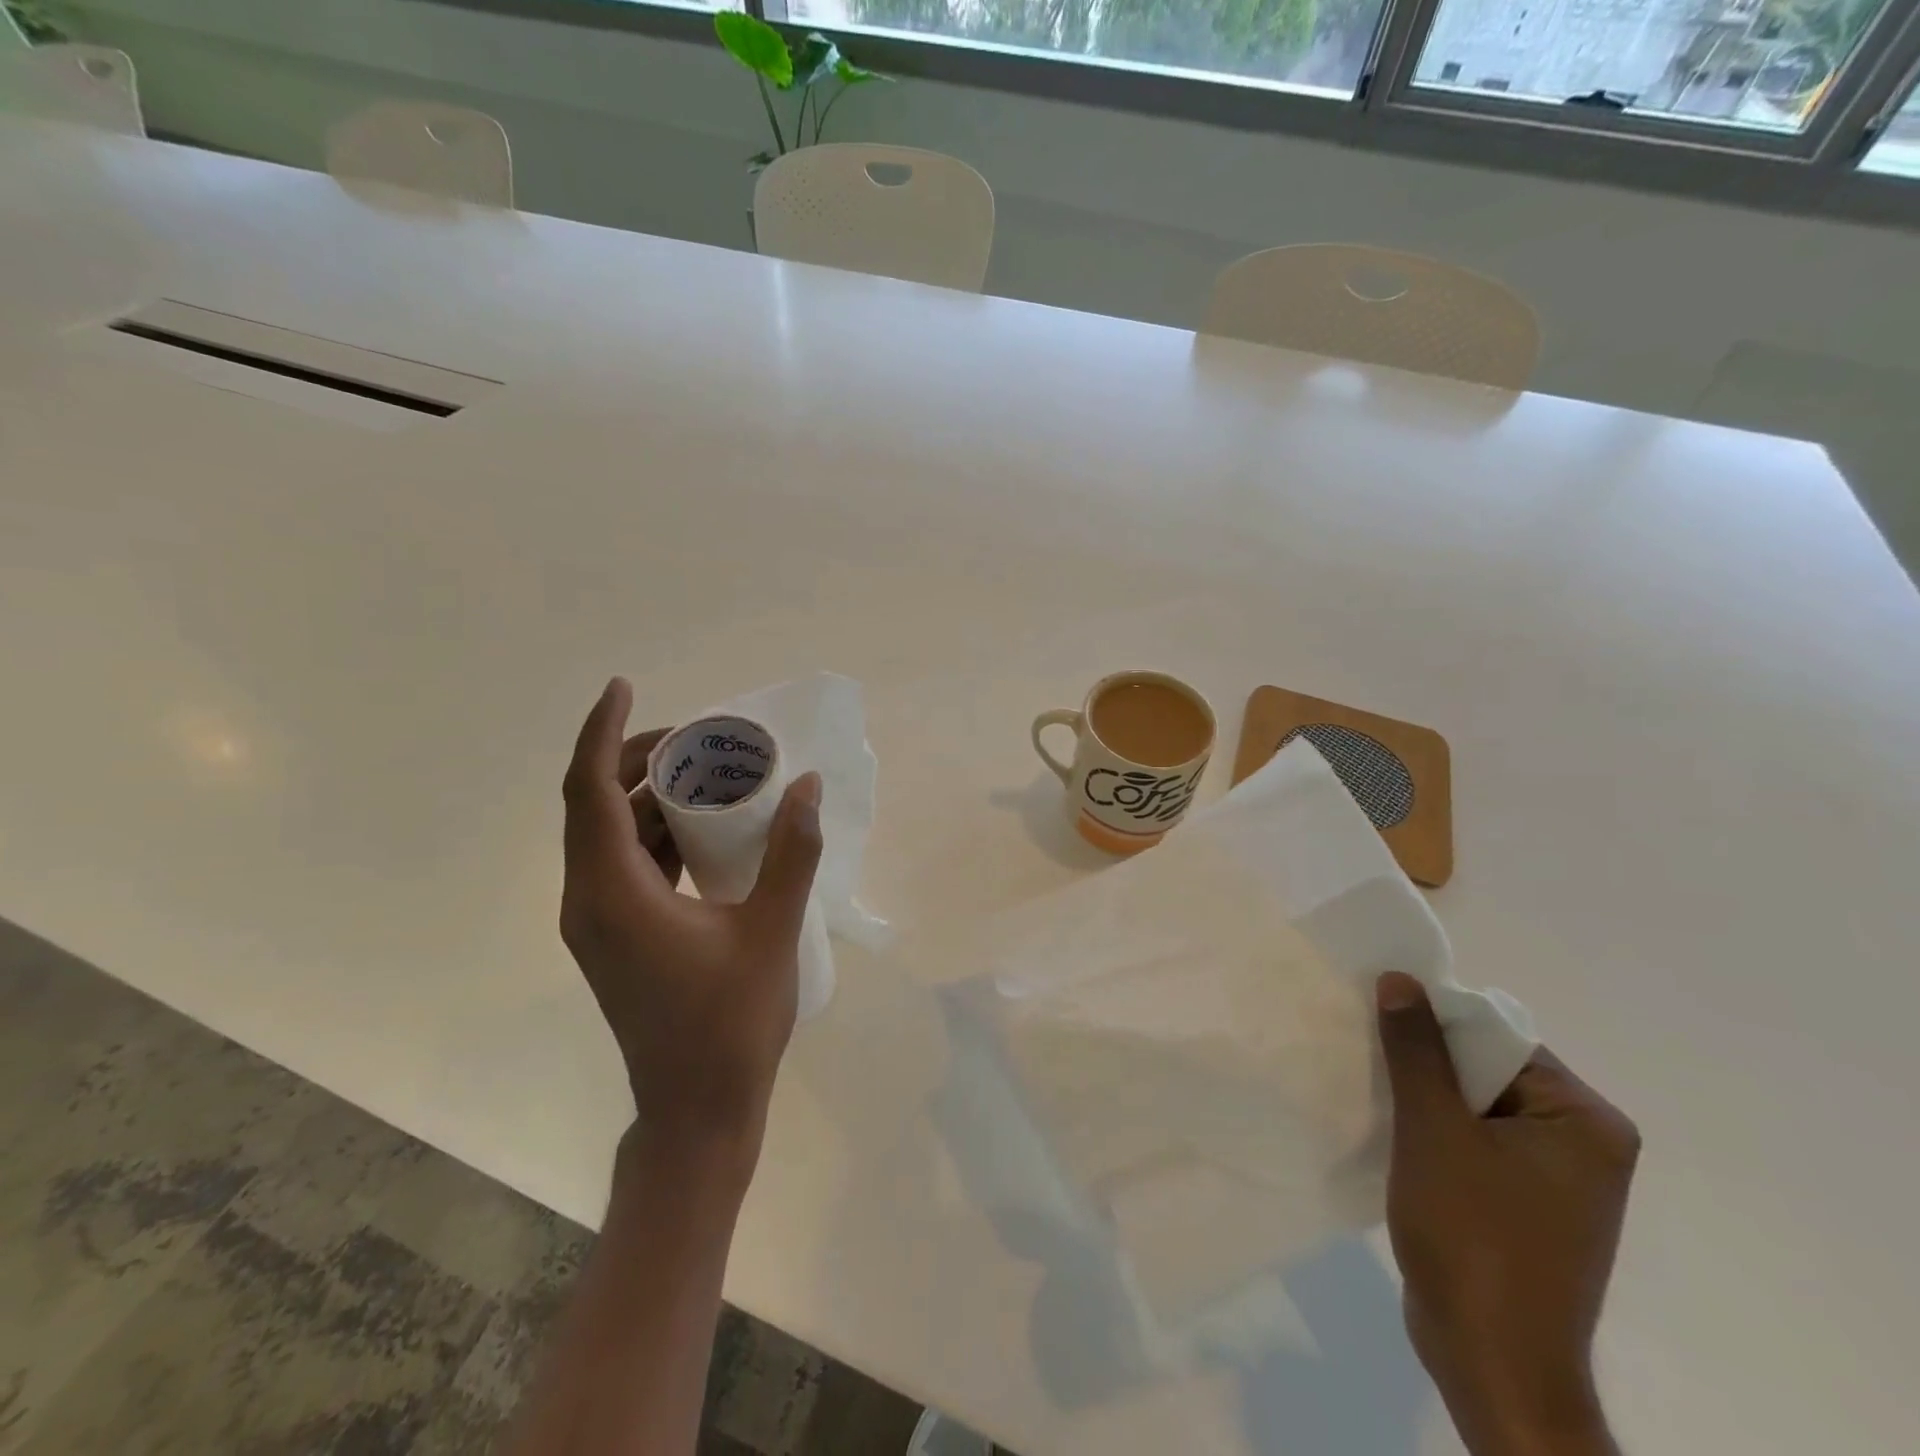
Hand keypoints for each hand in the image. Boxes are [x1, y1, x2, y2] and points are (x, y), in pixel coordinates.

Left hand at [561, 677, 823, 1164]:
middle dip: (635, 758)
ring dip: (645, 795)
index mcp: (613, 893)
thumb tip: (807, 786)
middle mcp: (588, 900)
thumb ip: (791, 853)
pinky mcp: (613, 937)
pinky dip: (653, 832)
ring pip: (606, 834)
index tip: (623, 685)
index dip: (602, 732)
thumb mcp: (772, 930)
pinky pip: (621, 863)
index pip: (590, 790)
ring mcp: (596, 922)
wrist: (696, 1110)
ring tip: (704, 772)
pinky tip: (701, 828)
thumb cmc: (731, 1022)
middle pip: (592, 805)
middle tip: (695, 737)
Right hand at [1376, 972, 1638, 1455]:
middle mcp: (1584, 1144)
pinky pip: (1475, 1142)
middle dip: (1426, 1065)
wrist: (1490, 1362)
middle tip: (1370, 1059)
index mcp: (1586, 1121)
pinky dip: (1434, 1133)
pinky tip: (1394, 1135)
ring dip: (1424, 1099)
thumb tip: (1401, 978)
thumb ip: (1416, 1049)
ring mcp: (1558, 1179)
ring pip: (1475, 1107)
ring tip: (1374, 1093)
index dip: (1436, 1028)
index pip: (1499, 1041)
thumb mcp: (1434, 1129)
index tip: (1380, 1029)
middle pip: (1487, 1072)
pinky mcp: (1527, 1205)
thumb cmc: (1471, 1237)